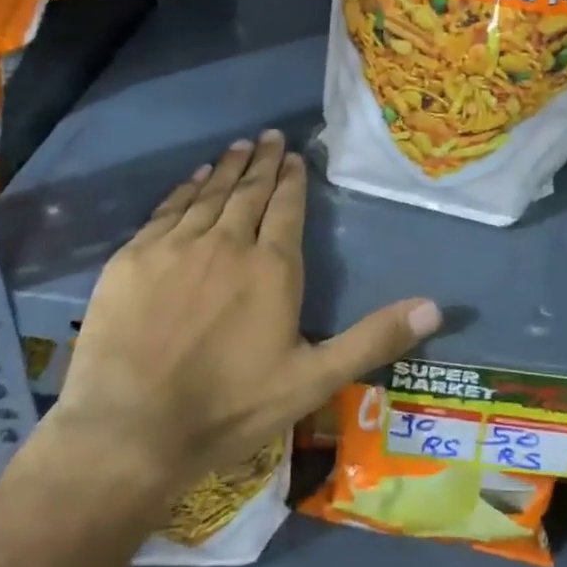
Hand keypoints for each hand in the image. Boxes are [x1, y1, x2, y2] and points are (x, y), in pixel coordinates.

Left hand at [46, 129, 438, 496]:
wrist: (130, 430)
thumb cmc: (230, 408)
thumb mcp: (313, 380)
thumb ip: (373, 338)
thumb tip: (435, 307)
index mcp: (272, 267)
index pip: (287, 208)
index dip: (293, 180)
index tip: (296, 156)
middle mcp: (227, 243)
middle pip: (250, 191)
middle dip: (264, 162)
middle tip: (271, 136)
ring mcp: (176, 246)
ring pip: (210, 194)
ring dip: (229, 167)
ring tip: (241, 146)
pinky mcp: (134, 257)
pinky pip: (167, 209)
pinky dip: (186, 188)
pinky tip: (195, 178)